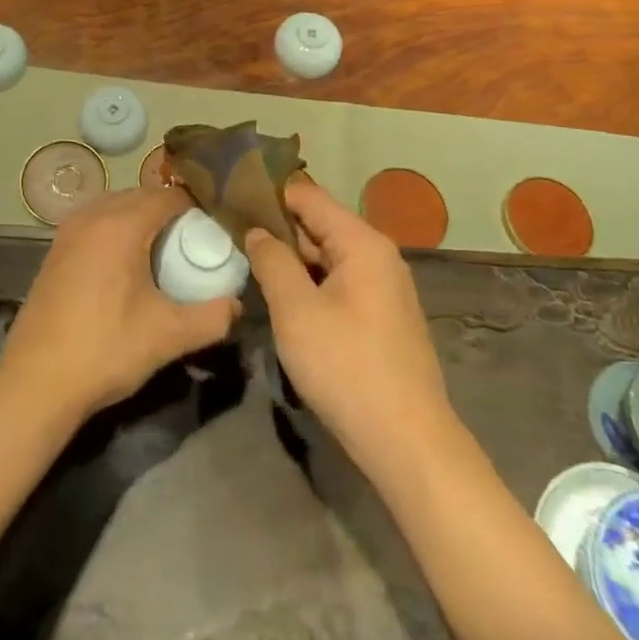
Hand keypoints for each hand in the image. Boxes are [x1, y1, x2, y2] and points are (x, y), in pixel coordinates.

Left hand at [0, 187, 239, 421]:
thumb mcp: (168, 336)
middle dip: (170, 211)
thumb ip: (211, 318)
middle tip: (194, 240)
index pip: (168, 196)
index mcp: (120, 225)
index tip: (215, 228)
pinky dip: (117, 229)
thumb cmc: (106, 350)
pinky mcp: (55, 249)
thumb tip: (237, 305)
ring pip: (115, 206)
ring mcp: (68, 231)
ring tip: (164, 250)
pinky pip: (96, 222)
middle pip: (141, 195)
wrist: (36, 382)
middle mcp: (92, 216)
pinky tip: (127, 264)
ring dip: (141, 218)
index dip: (196, 207)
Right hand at [246, 181, 452, 474]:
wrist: (407, 443)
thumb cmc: (346, 367)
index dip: (268, 195)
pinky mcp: (382, 315)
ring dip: (292, 260)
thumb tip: (256, 231)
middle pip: (319, 224)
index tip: (231, 201)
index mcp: (362, 242)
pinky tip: (283, 298)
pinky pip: (339, 282)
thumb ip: (272, 261)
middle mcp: (378, 255)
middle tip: (231, 237)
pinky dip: (310, 283)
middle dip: (277, 230)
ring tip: (250, 264)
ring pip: (327, 256)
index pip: (308, 196)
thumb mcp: (296, 311)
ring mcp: (384, 286)